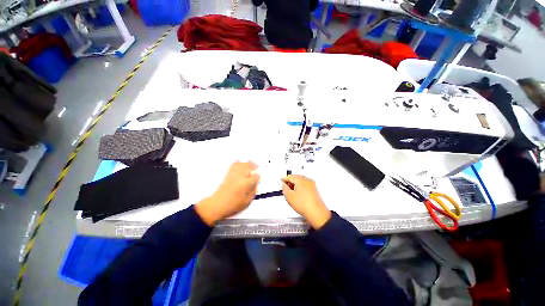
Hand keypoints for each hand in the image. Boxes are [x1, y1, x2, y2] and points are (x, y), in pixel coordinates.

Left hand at [195, 161, 259, 225]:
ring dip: (247, 163)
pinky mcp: (228, 175)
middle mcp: (240, 176)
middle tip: (257, 166)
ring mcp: (234, 174)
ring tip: (250, 163)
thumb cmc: (233, 205)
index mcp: (246, 183)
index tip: (258, 179)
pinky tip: (239, 162)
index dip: (258, 177)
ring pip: (241, 164)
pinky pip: (233, 165)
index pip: (256, 176)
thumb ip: (253, 192)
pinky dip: (237, 163)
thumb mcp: (247, 201)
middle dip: (253, 165)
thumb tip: (255, 185)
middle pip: (249, 166)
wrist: (217, 205)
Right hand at [281, 175, 330, 228]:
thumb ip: (284, 188)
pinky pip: (305, 186)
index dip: (284, 179)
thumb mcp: (289, 196)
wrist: (317, 213)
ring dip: (295, 185)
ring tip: (292, 192)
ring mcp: (312, 185)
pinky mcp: (314, 190)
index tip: (282, 180)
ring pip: (301, 182)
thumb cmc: (305, 205)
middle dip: (290, 182)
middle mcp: (307, 180)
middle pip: (296, 178)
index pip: (290, 176)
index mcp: (301, 180)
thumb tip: (284, 185)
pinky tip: (298, 195)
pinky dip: (301, 188)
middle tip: (286, 186)